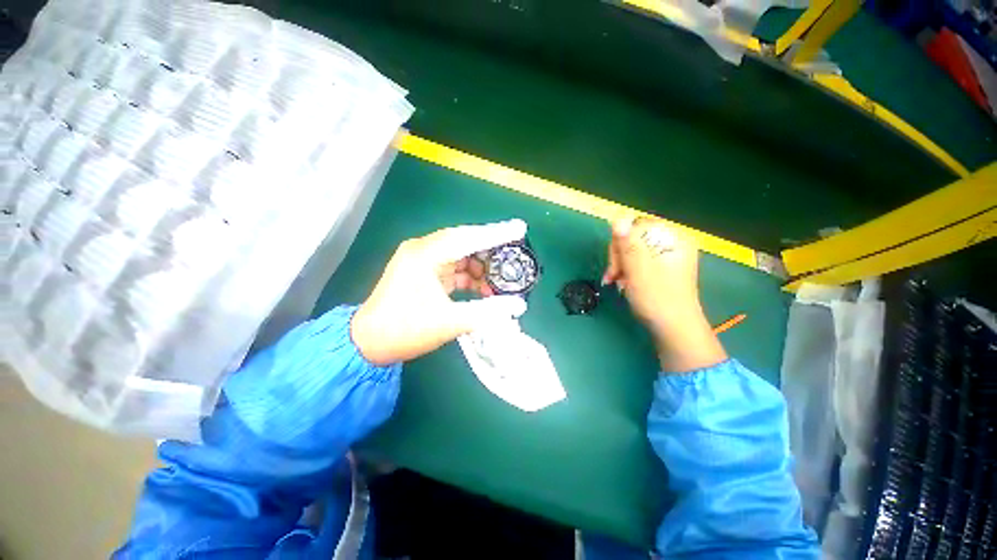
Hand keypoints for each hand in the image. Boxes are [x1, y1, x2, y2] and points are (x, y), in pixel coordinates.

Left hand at [351, 220, 528, 365]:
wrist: (368, 344)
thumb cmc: (404, 330)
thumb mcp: (449, 322)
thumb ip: (487, 312)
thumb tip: (519, 305)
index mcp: (425, 255)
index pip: (467, 237)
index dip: (496, 234)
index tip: (520, 229)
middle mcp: (423, 250)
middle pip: (465, 243)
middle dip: (491, 253)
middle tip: (515, 260)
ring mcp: (423, 261)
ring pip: (461, 257)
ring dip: (481, 269)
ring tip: (502, 283)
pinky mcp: (424, 273)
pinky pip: (454, 269)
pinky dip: (470, 278)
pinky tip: (484, 290)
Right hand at [602, 217, 726, 372]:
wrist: (674, 328)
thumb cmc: (657, 298)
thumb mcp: (637, 269)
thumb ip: (627, 243)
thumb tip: (617, 219)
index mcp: (673, 239)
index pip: (637, 226)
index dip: (621, 242)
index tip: (615, 264)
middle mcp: (673, 243)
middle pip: (634, 237)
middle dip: (619, 256)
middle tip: (613, 276)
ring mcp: (668, 256)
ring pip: (633, 250)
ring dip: (620, 265)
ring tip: (616, 282)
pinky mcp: (662, 268)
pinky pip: (638, 260)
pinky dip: (627, 270)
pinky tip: (623, 283)